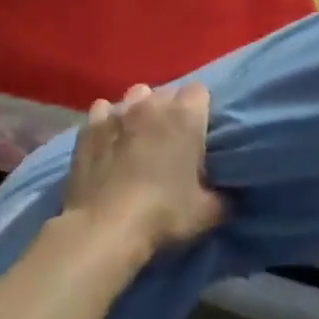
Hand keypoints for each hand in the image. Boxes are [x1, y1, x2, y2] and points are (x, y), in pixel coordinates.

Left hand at [63, 83, 223, 257]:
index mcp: (185, 115)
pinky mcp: (89, 126)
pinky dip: (107, 122)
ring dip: (139, 112)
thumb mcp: (207, 213)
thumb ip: (223, 198)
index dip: (200, 110)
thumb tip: (229, 196)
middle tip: (171, 140)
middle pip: (167, 93)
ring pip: (135, 97)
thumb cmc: (163, 214)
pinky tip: (108, 142)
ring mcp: (117, 111)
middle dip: (170, 110)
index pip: (199, 91)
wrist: (105, 228)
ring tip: (138, 138)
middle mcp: (152, 103)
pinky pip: (102, 111)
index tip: (199, 132)